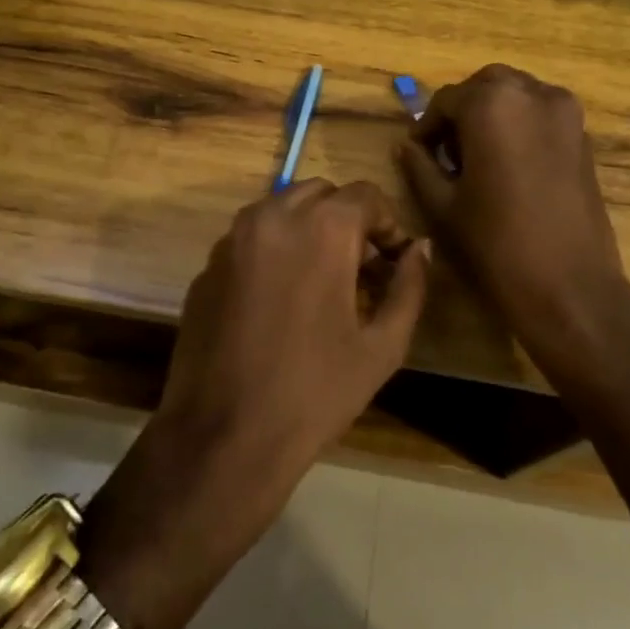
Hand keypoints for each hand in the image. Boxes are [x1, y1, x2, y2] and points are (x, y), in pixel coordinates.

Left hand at [151, 179, 429, 513]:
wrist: (224, 435)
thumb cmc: (315, 393)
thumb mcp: (382, 346)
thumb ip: (409, 286)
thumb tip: (420, 248)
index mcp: (322, 229)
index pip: (365, 194)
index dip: (388, 223)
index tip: (393, 259)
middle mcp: (273, 216)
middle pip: (321, 193)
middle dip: (347, 219)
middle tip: (361, 267)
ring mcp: (233, 238)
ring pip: (281, 207)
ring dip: (308, 227)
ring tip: (321, 278)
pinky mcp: (208, 264)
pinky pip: (250, 237)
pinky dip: (274, 247)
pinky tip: (280, 297)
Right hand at [397, 64, 629, 366]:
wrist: (570, 287)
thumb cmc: (496, 244)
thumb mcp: (442, 205)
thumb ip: (419, 166)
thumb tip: (407, 146)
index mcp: (492, 105)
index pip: (446, 100)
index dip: (427, 126)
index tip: (418, 153)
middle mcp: (532, 94)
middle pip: (486, 85)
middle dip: (463, 110)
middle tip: (447, 150)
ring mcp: (565, 113)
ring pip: (518, 93)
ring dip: (494, 112)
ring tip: (479, 155)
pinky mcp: (584, 136)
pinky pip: (542, 113)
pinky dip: (521, 124)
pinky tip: (510, 163)